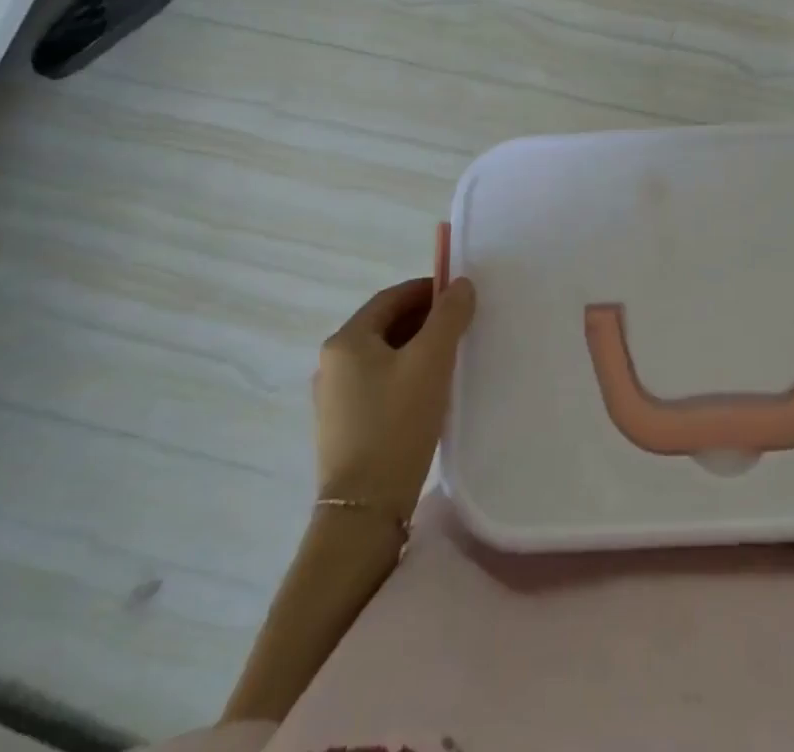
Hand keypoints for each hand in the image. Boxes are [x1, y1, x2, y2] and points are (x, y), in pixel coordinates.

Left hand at [314, 274, 476, 524]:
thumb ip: (448, 316)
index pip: (391, 298)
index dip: (427, 289)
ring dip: (416, 348)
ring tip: (451, 357)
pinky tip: (429, 392)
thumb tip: (461, 284)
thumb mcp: (431, 361)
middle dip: (424, 319)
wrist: (364, 510)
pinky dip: (404, 375)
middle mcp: (332, 363)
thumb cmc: (397, 424)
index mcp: (346, 340)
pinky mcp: (343, 426)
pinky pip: (378, 383)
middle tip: (461, 325)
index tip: (460, 295)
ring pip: (383, 355)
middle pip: (385, 325)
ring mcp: (333, 397)